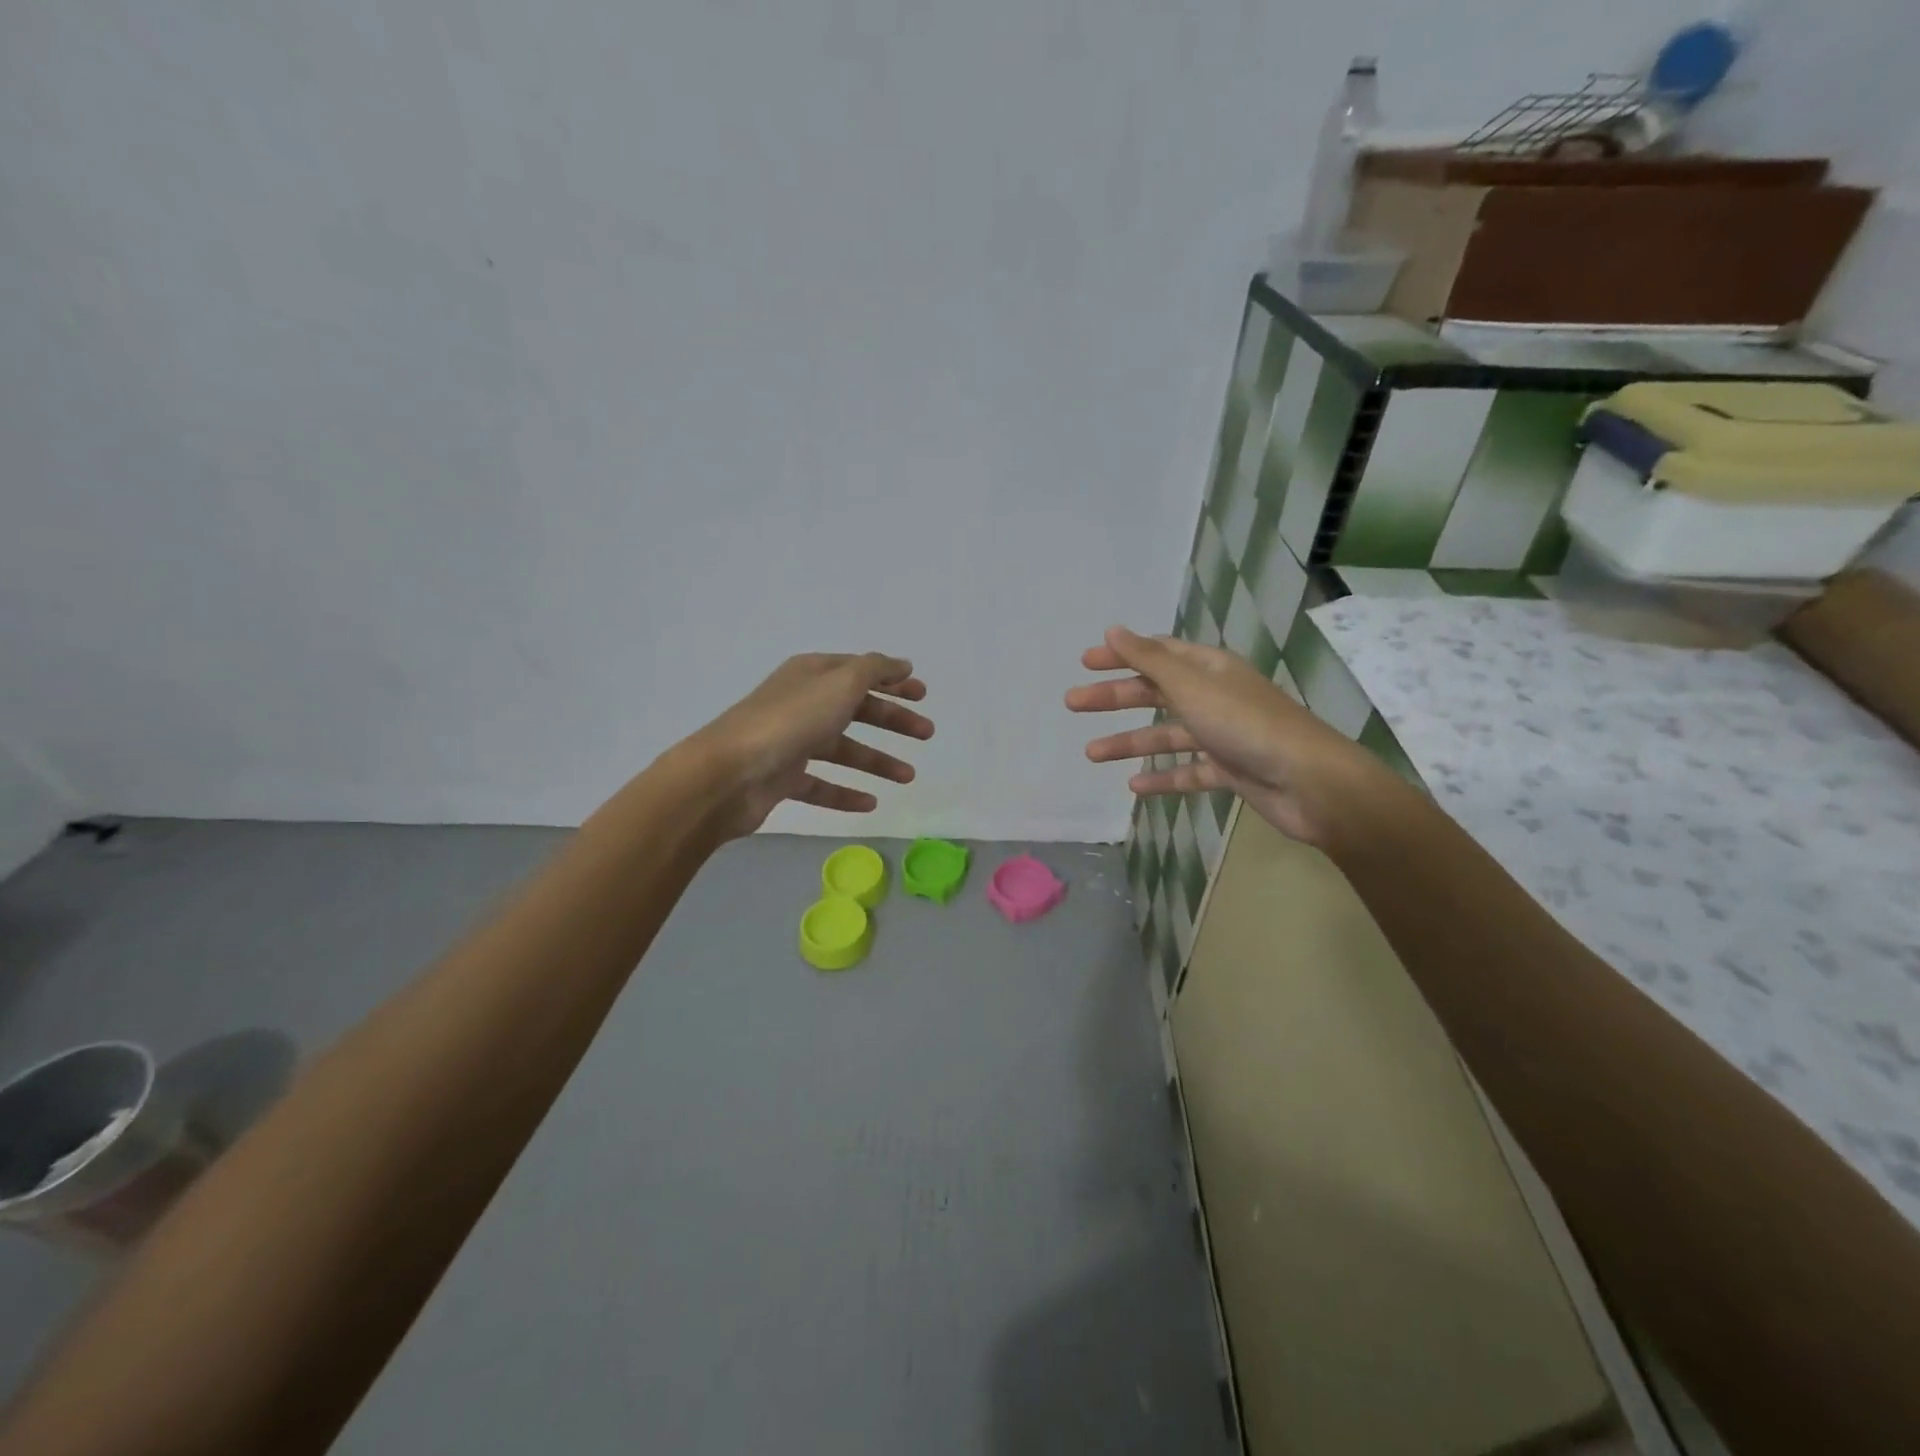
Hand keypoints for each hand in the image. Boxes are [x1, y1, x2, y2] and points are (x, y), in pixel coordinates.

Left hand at [689, 652, 933, 838]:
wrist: (729, 773)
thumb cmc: (790, 721)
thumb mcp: (840, 683)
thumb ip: (874, 670)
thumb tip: (900, 663)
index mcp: (813, 675)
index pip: (860, 672)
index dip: (892, 681)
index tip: (923, 694)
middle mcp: (802, 704)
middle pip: (856, 709)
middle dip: (893, 721)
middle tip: (927, 734)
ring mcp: (791, 742)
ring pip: (843, 750)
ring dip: (877, 761)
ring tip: (909, 777)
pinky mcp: (783, 778)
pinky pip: (822, 785)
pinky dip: (846, 793)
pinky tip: (871, 803)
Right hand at [1065, 626, 1382, 847]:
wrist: (1308, 781)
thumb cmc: (1245, 724)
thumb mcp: (1190, 685)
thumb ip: (1149, 659)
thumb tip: (1113, 629)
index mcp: (1209, 669)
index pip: (1158, 653)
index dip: (1122, 655)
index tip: (1085, 663)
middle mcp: (1215, 696)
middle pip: (1156, 693)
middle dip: (1114, 697)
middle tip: (1073, 703)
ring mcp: (1223, 735)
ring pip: (1167, 736)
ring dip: (1129, 742)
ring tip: (1091, 753)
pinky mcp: (1230, 770)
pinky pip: (1187, 771)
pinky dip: (1162, 777)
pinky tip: (1134, 786)